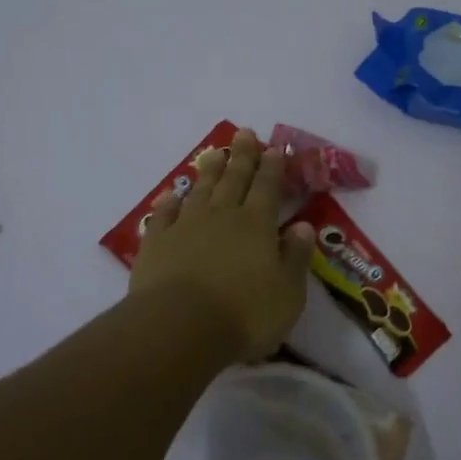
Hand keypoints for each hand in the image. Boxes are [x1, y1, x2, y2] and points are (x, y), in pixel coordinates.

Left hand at [129, 127, 315, 361]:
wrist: (179, 327)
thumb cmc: (244, 314)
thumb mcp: (287, 293)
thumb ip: (296, 257)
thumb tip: (304, 226)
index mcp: (257, 224)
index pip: (267, 187)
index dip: (272, 167)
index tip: (273, 147)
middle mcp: (222, 216)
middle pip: (234, 179)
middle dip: (242, 155)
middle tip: (245, 132)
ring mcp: (186, 226)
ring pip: (201, 189)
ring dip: (210, 170)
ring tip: (215, 152)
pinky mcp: (157, 243)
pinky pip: (164, 215)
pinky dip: (169, 202)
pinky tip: (171, 193)